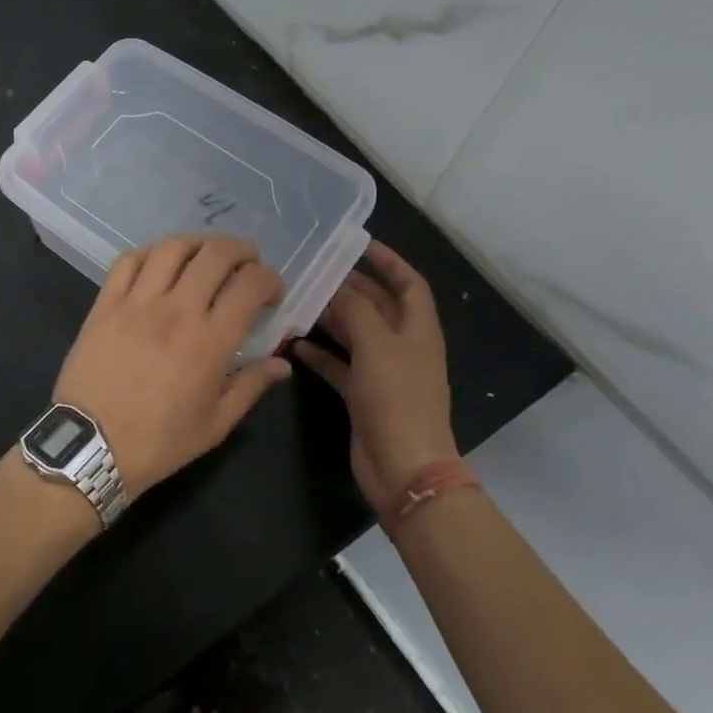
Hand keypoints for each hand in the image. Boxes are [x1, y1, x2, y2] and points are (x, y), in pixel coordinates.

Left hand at [53, 235, 291, 491]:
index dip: (269, 279)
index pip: (249, 285)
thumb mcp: (215, 424)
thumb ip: (251, 386)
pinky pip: (129, 260)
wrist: (91, 446)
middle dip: (241, 251)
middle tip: (247, 263)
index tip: (271, 291)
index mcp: (209, 342)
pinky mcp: (105, 303)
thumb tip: (283, 362)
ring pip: (172, 248)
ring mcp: (136, 302)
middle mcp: (176, 310)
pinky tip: (160, 262)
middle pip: (214, 255)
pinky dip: (150, 252)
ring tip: (207, 254)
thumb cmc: (159, 442)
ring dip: (198, 243)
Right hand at [292, 241, 454, 511]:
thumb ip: (356, 310)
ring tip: (298, 299)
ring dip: (330, 318)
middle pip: (377, 306)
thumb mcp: (377, 345)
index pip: (409, 284)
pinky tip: (295, 343)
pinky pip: (339, 365)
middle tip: (314, 270)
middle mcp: (402, 347)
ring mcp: (382, 373)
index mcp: (418, 330)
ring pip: (355, 334)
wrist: (403, 468)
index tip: (360, 244)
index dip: (390, 262)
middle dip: (350, 287)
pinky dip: (320, 353)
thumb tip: (336, 286)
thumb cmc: (397, 399)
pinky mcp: (362, 396)